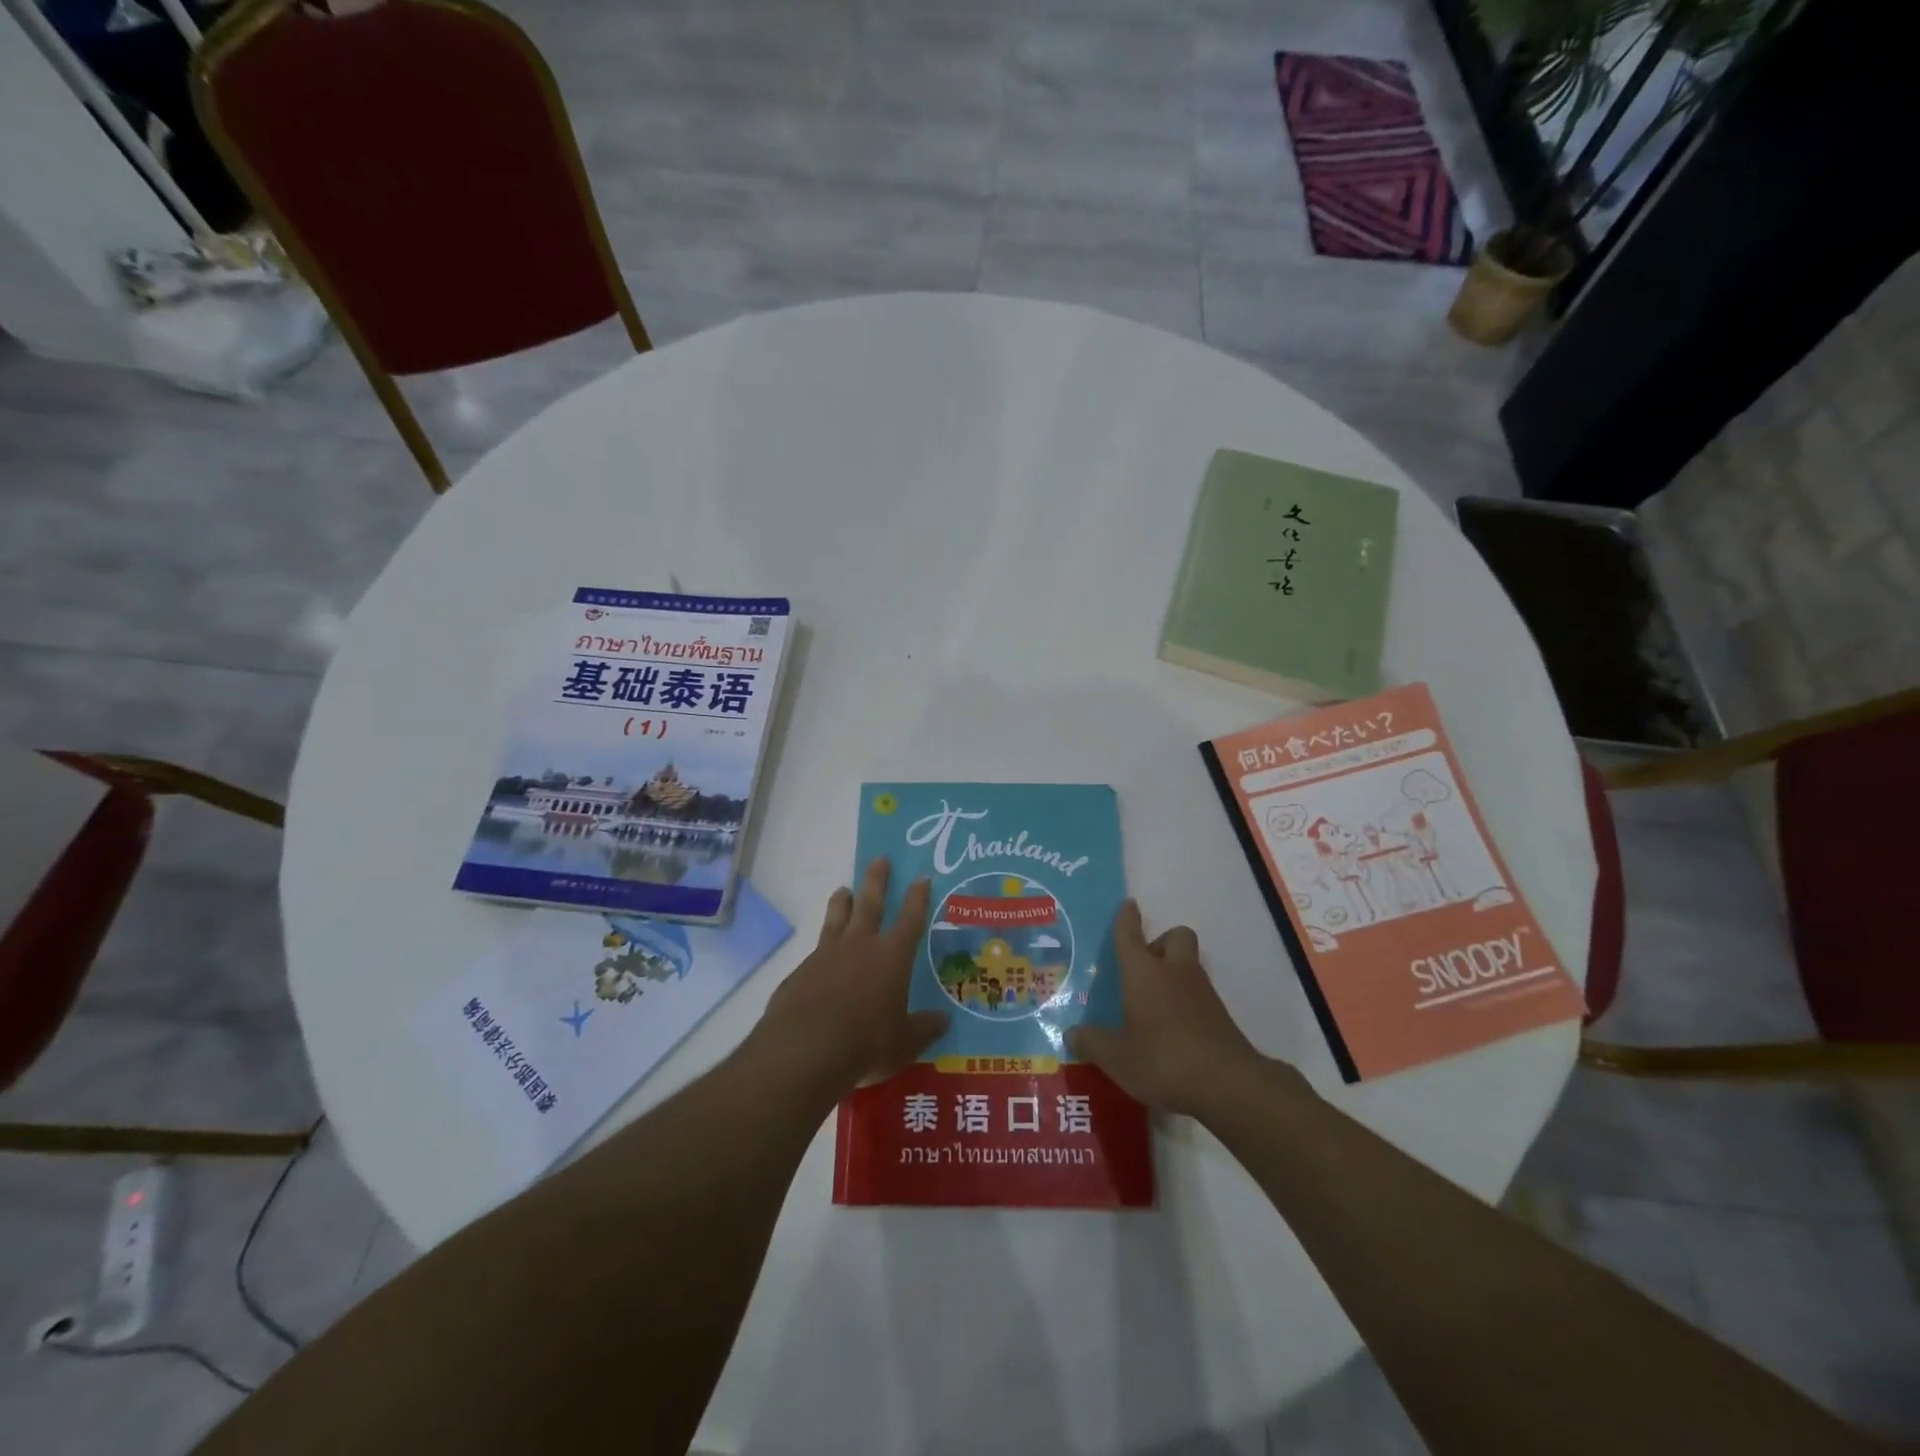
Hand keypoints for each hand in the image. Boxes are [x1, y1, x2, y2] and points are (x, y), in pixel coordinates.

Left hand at [757, 858, 948, 1091]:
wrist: (805, 1050)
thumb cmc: (866, 1044)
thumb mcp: (904, 1043)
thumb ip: (924, 1028)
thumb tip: (943, 1020)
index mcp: (891, 957)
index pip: (910, 920)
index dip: (918, 898)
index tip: (921, 877)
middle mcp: (860, 946)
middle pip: (870, 904)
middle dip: (877, 881)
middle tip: (879, 859)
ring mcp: (826, 955)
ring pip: (837, 919)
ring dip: (842, 903)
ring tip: (843, 889)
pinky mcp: (801, 971)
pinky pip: (815, 952)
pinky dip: (821, 948)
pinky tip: (819, 956)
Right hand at [1067, 901, 1290, 1117]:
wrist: (1228, 1084)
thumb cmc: (1163, 1059)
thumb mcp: (1116, 1057)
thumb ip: (1092, 1043)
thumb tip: (1072, 1034)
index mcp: (1144, 973)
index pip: (1130, 935)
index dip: (1126, 918)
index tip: (1128, 905)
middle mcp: (1175, 973)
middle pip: (1175, 937)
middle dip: (1160, 942)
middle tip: (1143, 967)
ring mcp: (1203, 993)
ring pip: (1189, 965)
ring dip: (1174, 973)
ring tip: (1152, 1004)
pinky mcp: (1220, 1017)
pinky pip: (1198, 995)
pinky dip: (1185, 1003)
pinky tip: (1172, 1030)